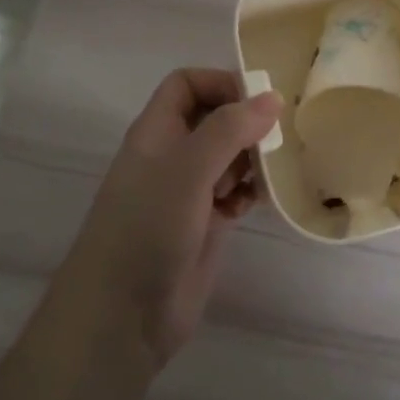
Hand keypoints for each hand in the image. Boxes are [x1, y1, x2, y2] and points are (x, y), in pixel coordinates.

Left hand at [52, 69, 281, 374]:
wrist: (122, 316)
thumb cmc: (148, 228)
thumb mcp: (188, 169)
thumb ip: (230, 129)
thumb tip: (272, 98)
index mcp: (157, 132)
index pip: (187, 85)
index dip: (221, 83)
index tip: (260, 100)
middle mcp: (171, 155)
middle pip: (213, 118)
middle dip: (245, 122)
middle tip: (277, 136)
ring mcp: (187, 191)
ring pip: (227, 156)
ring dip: (252, 157)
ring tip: (270, 170)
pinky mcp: (204, 223)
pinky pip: (234, 192)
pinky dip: (248, 192)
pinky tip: (257, 203)